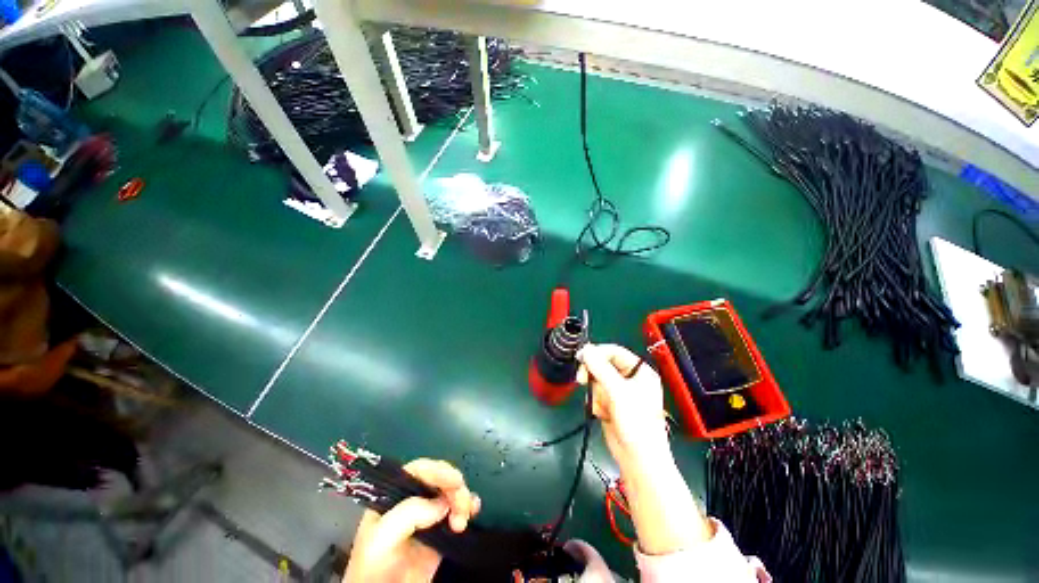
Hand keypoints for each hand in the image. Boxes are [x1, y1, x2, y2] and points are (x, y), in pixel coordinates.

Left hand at [343, 459, 480, 582]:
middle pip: (438, 480)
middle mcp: (411, 503)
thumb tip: (441, 503)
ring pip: (450, 494)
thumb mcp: (382, 538)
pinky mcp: (439, 534)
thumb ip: (409, 514)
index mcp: (393, 497)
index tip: (455, 480)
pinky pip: (457, 512)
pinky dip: (468, 507)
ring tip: (463, 519)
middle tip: (462, 505)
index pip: (418, 471)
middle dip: (454, 487)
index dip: (438, 470)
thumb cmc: (374, 569)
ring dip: (462, 499)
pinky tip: (473, 510)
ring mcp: (426, 518)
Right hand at [576, 343, 669, 468]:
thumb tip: (585, 350)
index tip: (580, 358)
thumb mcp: (618, 392)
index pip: (614, 352)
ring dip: (596, 393)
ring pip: (597, 380)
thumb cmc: (635, 423)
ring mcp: (620, 392)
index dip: (597, 353)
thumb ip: (600, 368)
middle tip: (581, 380)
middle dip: (593, 375)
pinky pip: (596, 394)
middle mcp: (630, 379)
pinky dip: (596, 403)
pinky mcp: (611, 404)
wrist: (638, 459)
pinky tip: (603, 414)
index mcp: (640, 371)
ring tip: (603, 408)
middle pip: (603, 365)